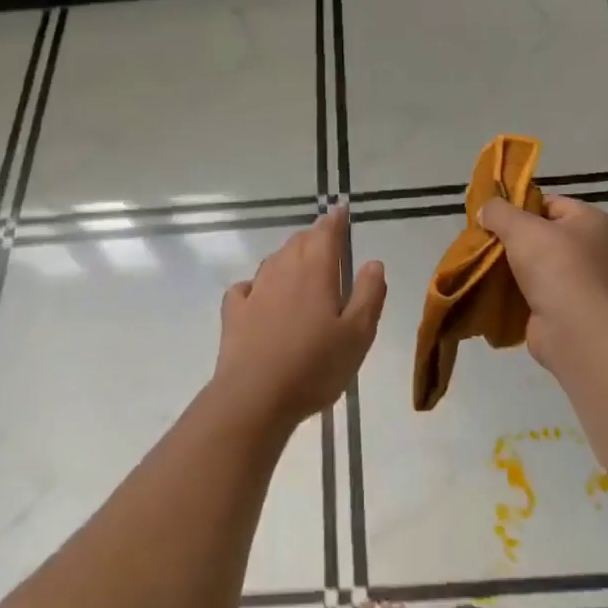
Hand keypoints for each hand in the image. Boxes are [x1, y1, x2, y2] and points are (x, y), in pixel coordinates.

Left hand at [213, 207, 386, 427]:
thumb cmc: (314, 366)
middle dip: (313, 237)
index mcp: (315, 272)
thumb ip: (369, 295)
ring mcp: (255, 291)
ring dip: (289, 257)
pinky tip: (259, 296)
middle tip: (326, 241)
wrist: (255, 397)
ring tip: (299, 266)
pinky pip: (246, 288)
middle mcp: (283, 272)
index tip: (341, 210)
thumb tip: (373, 262)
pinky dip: (256, 285)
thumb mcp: (358, 335)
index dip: (335, 220)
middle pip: (298, 243)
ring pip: (274, 261)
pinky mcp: (234, 313)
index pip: (326, 233)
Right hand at [477, 195, 607, 372]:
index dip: (520, 206)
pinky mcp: (566, 304)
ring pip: (536, 261)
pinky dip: (516, 286)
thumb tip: (486, 210)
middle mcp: (592, 248)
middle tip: (486, 238)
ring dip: (512, 263)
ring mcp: (581, 278)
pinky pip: (535, 287)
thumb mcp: (520, 227)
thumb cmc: (553, 265)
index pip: (550, 203)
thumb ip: (499, 211)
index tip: (494, 216)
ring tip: (485, 261)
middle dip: (513, 236)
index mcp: (592, 221)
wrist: (570, 327)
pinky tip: (494, 285)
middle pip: (542, 233)